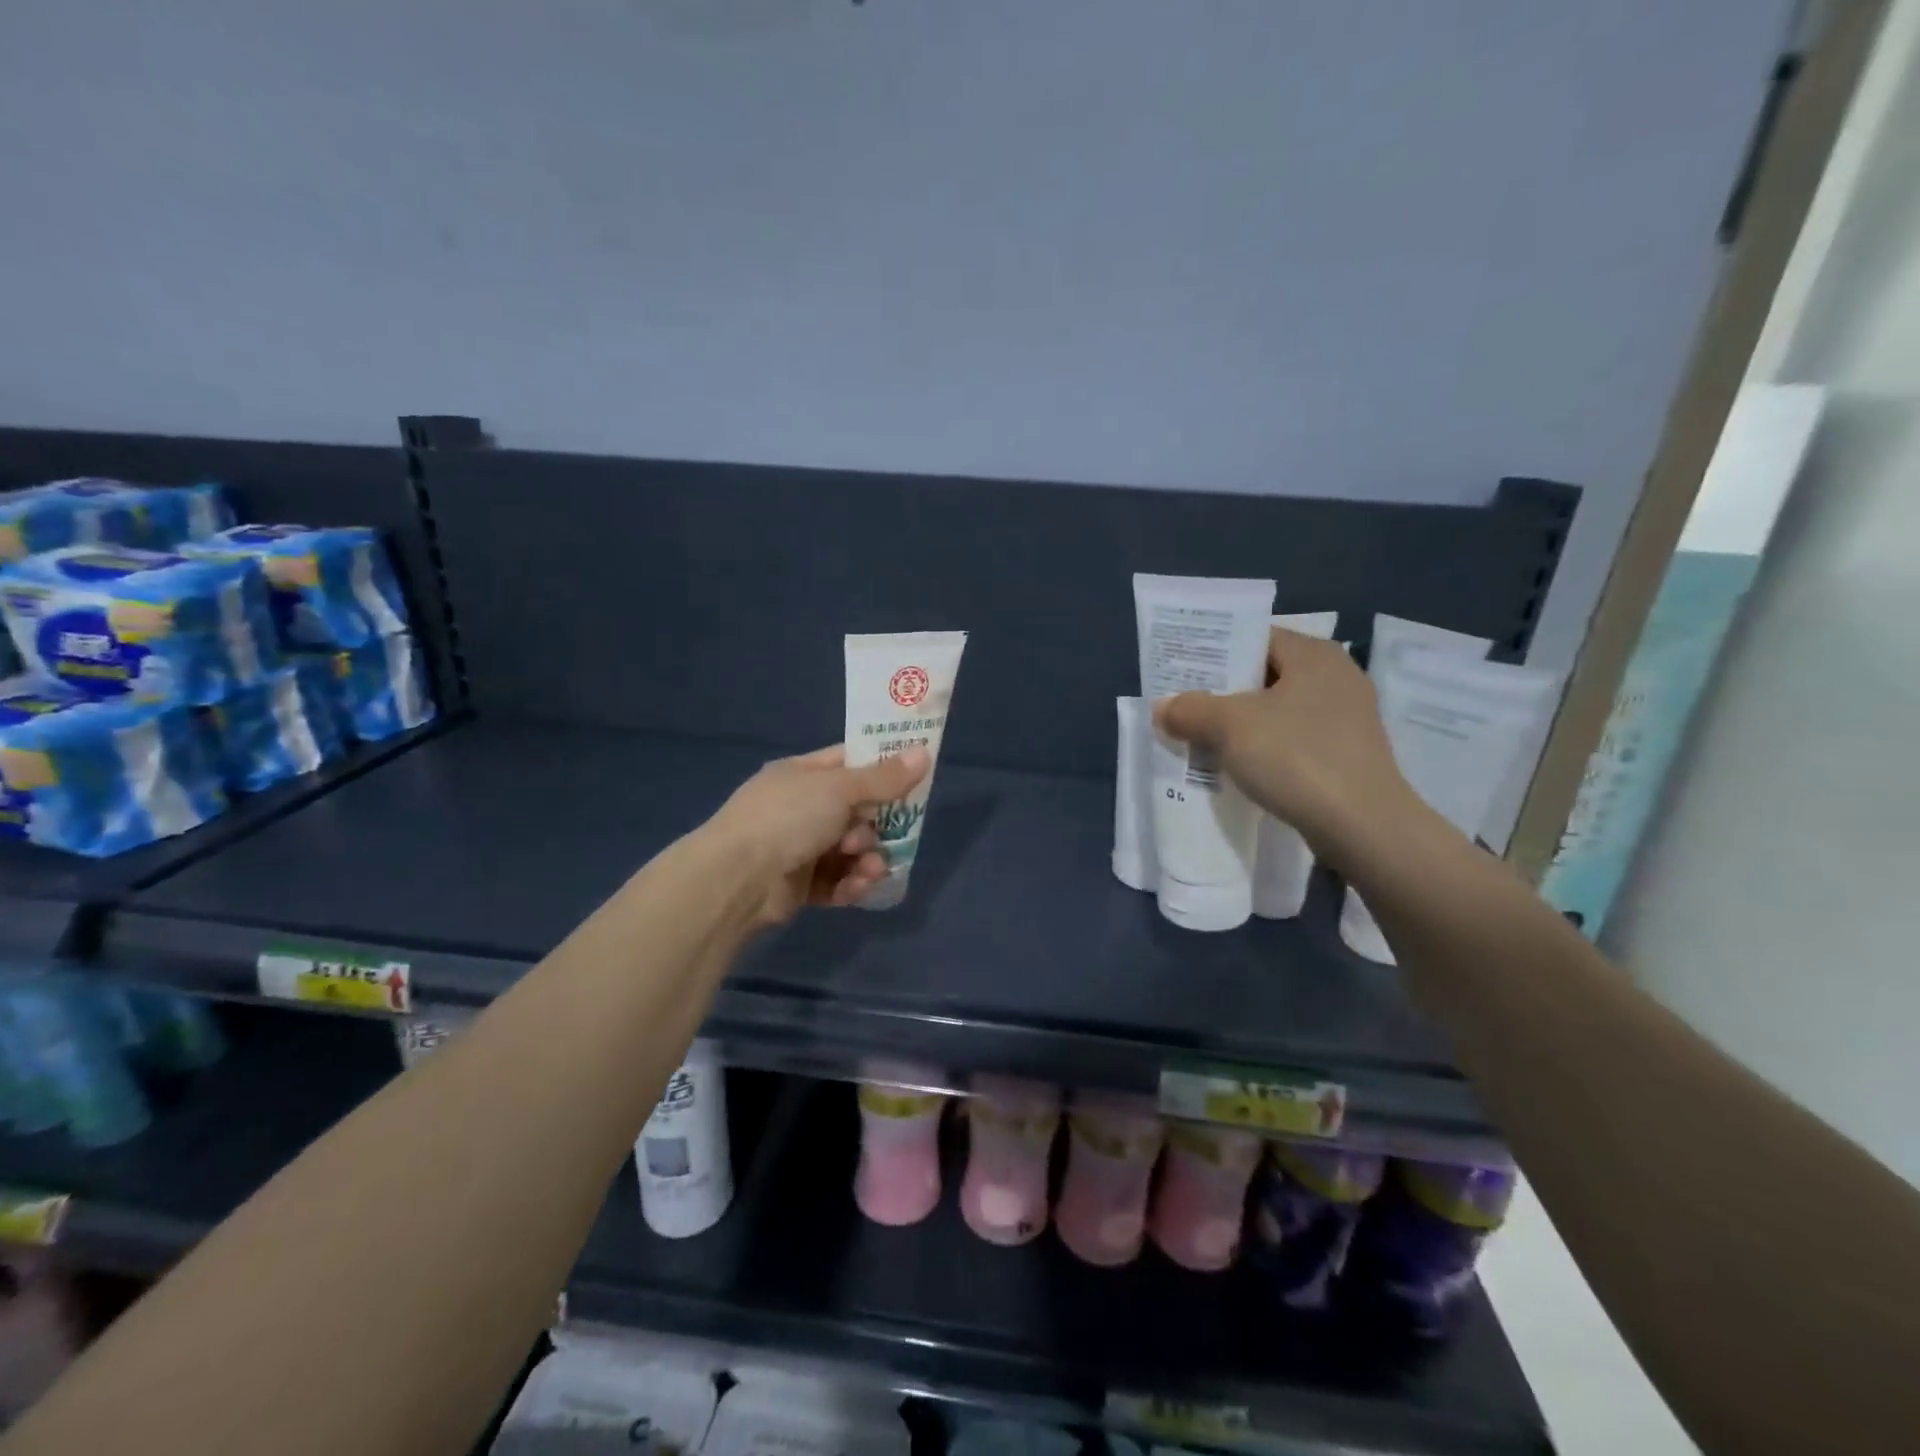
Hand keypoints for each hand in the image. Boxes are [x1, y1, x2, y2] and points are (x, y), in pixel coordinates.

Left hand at [701, 745, 930, 924]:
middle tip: (887, 833)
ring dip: (867, 859)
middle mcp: (800, 807)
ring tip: (871, 868)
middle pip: (856, 811)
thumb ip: (884, 777)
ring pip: (850, 850)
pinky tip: (857, 887)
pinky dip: (850, 884)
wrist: (737, 879)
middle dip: (876, 825)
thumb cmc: (788, 818)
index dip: (882, 767)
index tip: (915, 775)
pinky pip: (837, 881)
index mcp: (802, 774)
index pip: (849, 762)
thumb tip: (924, 752)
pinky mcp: (799, 884)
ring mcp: (798, 846)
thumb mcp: (840, 789)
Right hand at [1153, 628, 1425, 863]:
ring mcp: (1345, 719)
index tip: (1179, 670)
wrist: (1363, 827)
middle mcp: (1335, 678)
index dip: (1214, 651)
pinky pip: (1290, 740)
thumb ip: (1190, 710)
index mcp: (1314, 655)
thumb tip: (1162, 708)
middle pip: (1263, 675)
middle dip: (1220, 692)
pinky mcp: (1345, 756)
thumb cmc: (1296, 757)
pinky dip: (1261, 748)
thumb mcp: (1230, 727)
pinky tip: (1235, 767)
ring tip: (1198, 738)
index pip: (1255, 637)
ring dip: (1238, 725)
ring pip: (1275, 711)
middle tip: (1181, 705)